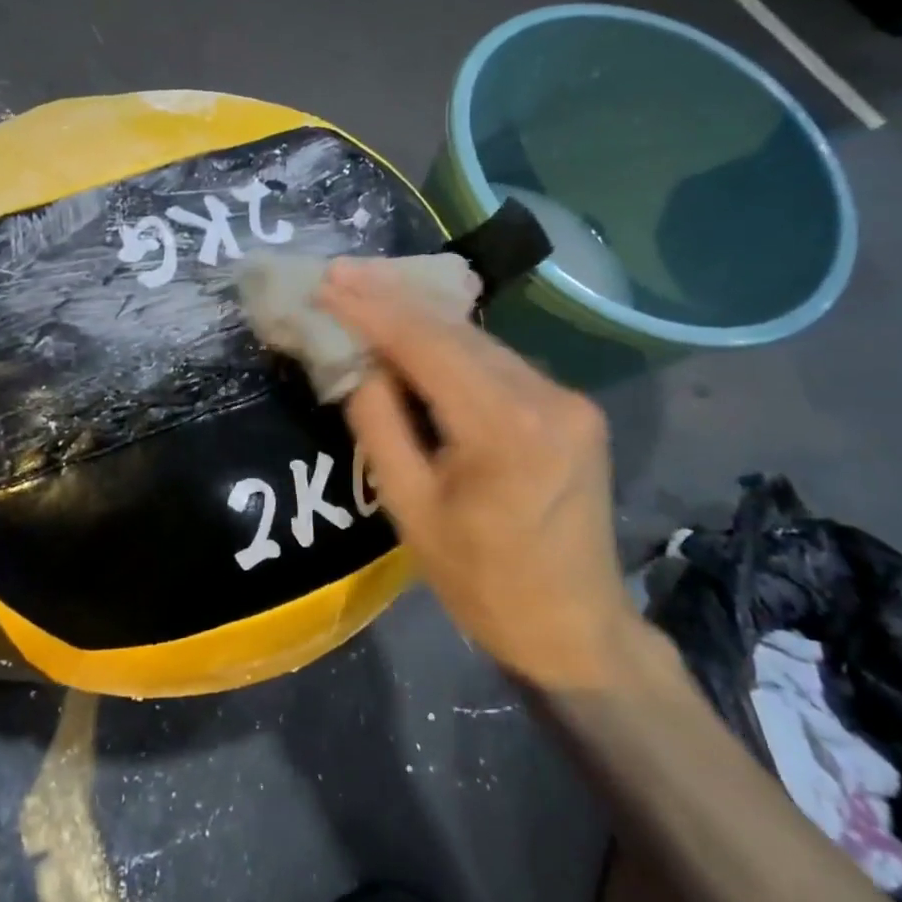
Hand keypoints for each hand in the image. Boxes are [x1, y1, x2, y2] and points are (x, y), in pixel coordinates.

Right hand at [318, 258, 635, 690]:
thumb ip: (378, 423)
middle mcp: (547, 397)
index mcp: (505, 428)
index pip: (426, 346)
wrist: (575, 628)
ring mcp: (568, 399)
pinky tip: (416, 331)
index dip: (371, 311)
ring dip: (420, 317)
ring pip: (478, 340)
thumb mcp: (409, 507)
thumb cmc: (480, 581)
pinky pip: (498, 361)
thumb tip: (357, 361)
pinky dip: (451, 344)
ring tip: (366, 290)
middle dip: (392, 298)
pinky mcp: (571, 407)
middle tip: (340, 273)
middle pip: (456, 331)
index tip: (326, 284)